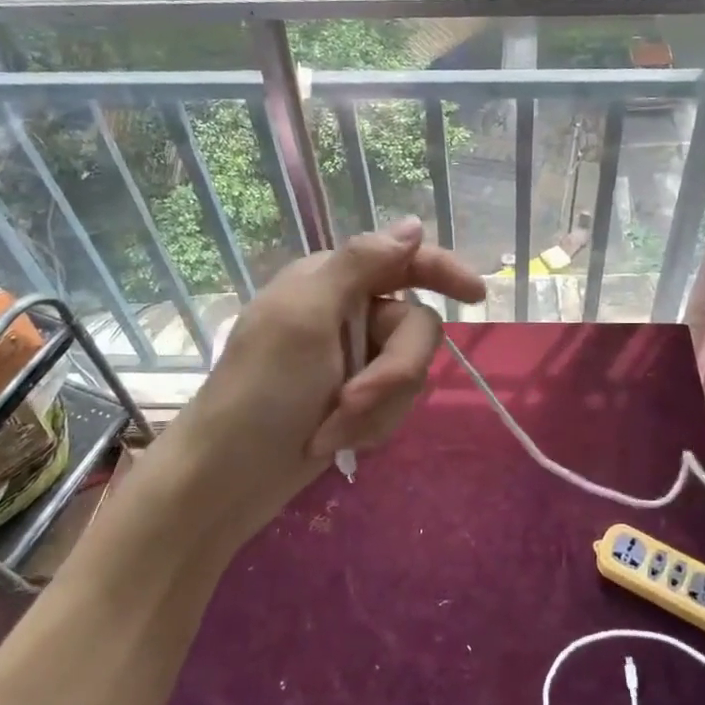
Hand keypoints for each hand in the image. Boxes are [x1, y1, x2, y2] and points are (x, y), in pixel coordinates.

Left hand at [148, 217, 485, 548]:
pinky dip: (370, 427)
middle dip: (392, 373)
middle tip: (353, 402)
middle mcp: (349, 314)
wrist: (227, 480)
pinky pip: (396, 406)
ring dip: (376, 409)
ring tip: (331, 432)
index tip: (478, 295)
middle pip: (415, 328)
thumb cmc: (260, 390)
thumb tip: (411, 225)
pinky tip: (334, 443)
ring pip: (410, 373)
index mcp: (332, 281)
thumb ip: (360, 265)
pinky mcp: (357, 402)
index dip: (443, 270)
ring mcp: (354, 360)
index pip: (403, 260)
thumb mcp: (306, 316)